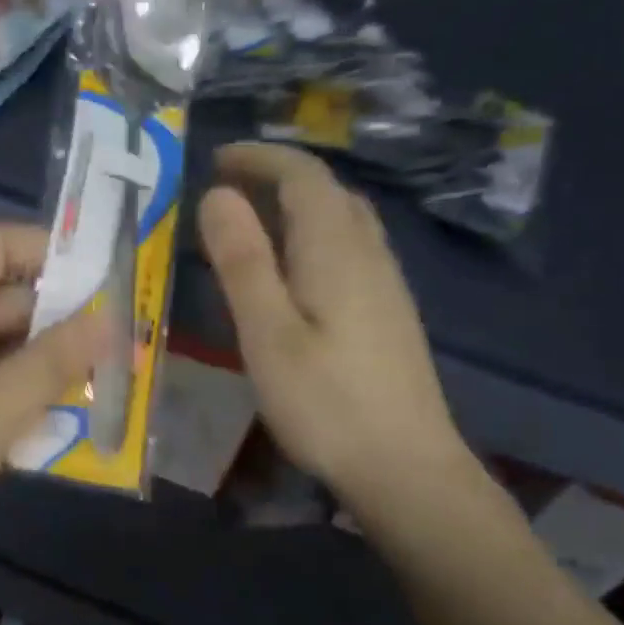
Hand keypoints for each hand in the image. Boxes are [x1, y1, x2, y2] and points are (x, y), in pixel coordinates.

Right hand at [198, 143, 474, 506]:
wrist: (407, 468)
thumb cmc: (326, 402)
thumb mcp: (268, 333)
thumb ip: (242, 261)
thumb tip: (218, 195)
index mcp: (336, 248)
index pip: (303, 174)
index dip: (260, 156)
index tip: (216, 158)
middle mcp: (368, 252)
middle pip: (328, 190)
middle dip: (277, 175)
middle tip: (227, 187)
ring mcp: (385, 282)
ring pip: (343, 218)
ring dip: (297, 203)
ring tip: (253, 221)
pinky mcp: (389, 311)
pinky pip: (350, 245)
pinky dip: (314, 233)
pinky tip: (294, 269)